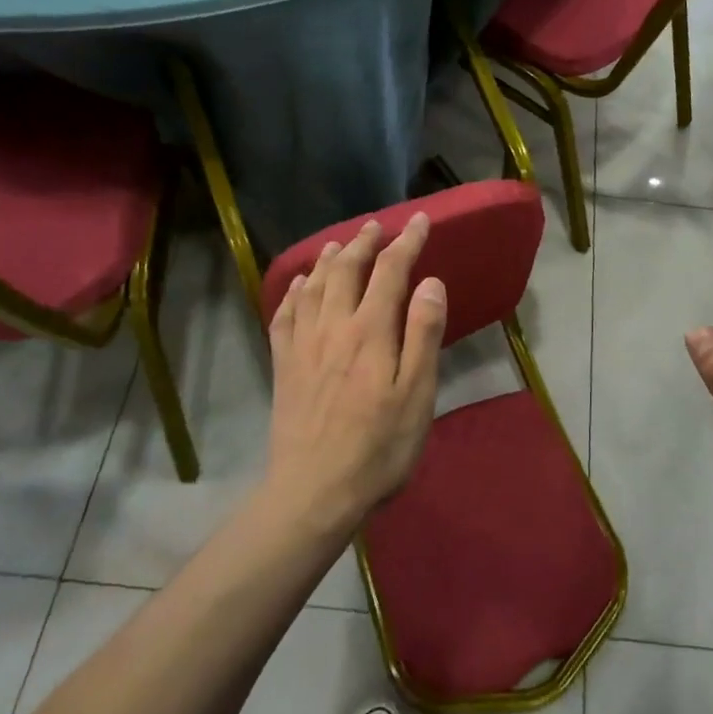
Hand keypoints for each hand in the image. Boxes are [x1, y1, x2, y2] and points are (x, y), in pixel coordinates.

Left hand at [264, 213, 447, 536]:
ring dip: (328, 259)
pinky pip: (284, 316)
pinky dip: (292, 292)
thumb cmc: (378, 448)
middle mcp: (333, 326)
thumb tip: (430, 282)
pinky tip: (298, 286)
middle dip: (364, 243)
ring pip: (313, 286)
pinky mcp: (283, 366)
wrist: (313, 493)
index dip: (406, 241)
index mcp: (370, 331)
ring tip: (339, 244)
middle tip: (377, 226)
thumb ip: (423, 334)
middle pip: (346, 269)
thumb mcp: (416, 395)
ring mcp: (302, 345)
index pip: (390, 271)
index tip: (420, 221)